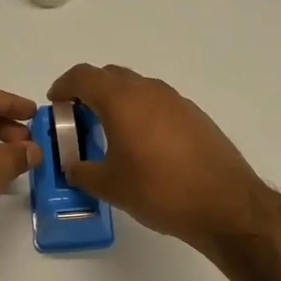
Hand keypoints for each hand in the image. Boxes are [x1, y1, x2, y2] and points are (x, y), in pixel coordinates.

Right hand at [47, 63, 265, 247]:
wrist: (225, 204)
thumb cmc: (159, 190)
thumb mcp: (110, 186)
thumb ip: (83, 172)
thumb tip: (74, 167)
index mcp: (122, 100)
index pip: (84, 76)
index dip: (64, 86)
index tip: (55, 102)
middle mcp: (149, 91)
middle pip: (110, 76)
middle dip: (90, 91)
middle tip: (79, 118)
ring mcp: (176, 101)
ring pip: (137, 88)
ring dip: (118, 102)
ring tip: (110, 133)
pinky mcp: (195, 116)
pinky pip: (158, 104)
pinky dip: (142, 113)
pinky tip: (144, 145)